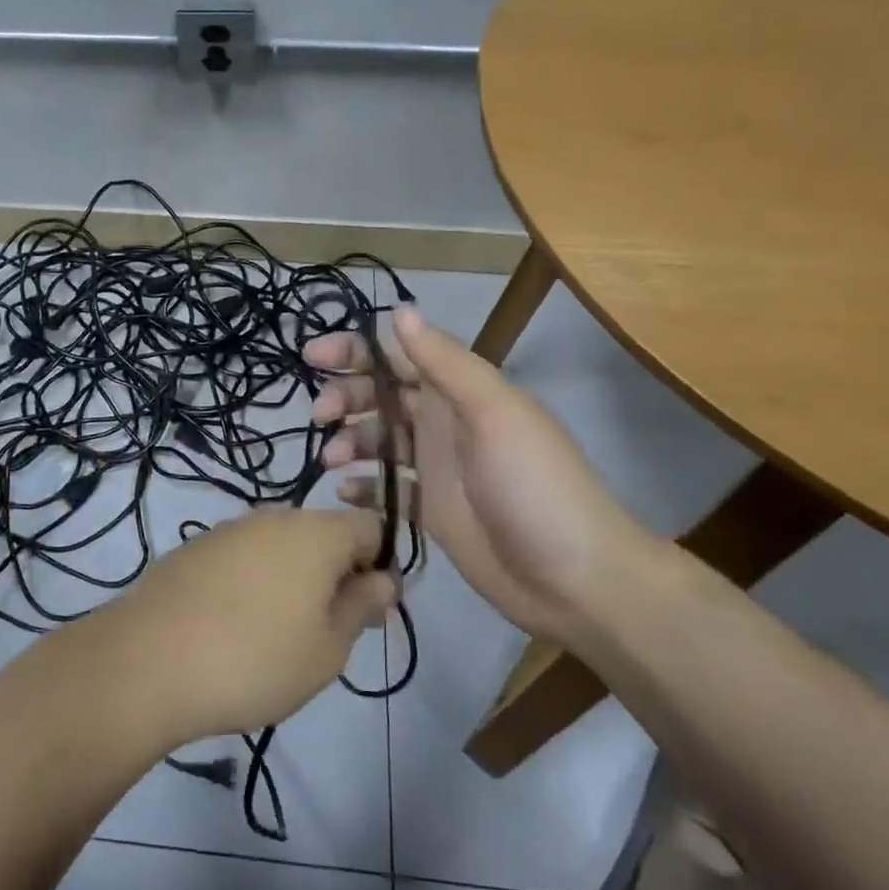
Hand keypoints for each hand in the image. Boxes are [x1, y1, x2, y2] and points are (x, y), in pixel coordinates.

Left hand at [93, 508, 394, 744]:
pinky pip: (243, 557)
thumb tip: (385, 579)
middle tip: (325, 633)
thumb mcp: (328, 648)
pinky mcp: (195, 548)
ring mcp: (229, 529)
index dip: (380, 565)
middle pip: (323, 534)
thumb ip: (361, 606)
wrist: (147, 661)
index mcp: (317, 532)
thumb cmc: (255, 659)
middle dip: (335, 575)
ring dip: (292, 580)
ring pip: (281, 547)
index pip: (370, 526)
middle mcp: (274, 517)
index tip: (368, 611)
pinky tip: (234, 627)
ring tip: (277, 637)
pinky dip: (252, 582)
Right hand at [308, 305, 660, 642]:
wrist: (574, 579)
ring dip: (349, 441)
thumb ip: (446, 363)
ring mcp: (437, 469)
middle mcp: (444, 424)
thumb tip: (401, 310)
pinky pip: (386, 489)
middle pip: (381, 396)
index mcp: (460, 393)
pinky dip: (363, 488)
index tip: (313, 358)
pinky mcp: (431, 511)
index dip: (356, 351)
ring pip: (378, 441)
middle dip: (345, 397)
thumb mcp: (494, 413)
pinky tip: (347, 494)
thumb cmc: (534, 486)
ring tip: (332, 461)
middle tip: (320, 416)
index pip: (399, 356)